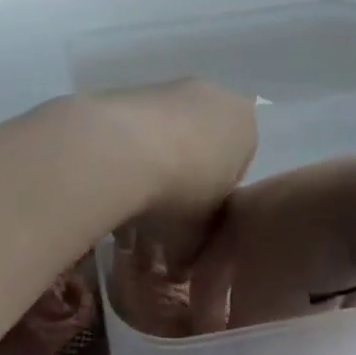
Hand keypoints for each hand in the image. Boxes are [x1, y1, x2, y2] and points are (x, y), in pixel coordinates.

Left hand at [90, 80, 258, 265]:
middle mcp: (213, 97)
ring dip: (152, 167)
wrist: (118, 149)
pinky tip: (110, 180)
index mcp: (245, 125)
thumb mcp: (197, 235)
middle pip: (201, 147)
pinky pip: (135, 128)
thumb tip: (180, 266)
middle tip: (160, 216)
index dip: (214, 201)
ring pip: (166, 136)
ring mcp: (169, 88)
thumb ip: (196, 249)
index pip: (238, 168)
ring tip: (128, 203)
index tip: (192, 222)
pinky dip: (126, 152)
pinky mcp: (129, 89)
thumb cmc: (179, 191)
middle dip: (183, 180)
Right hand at [184, 156, 355, 332]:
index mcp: (231, 215)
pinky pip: (332, 251)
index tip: (215, 343)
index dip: (204, 309)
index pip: (204, 268)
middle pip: (249, 258)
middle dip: (251, 295)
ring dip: (295, 286)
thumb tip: (236, 346)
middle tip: (259, 329)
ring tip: (308, 320)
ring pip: (293, 254)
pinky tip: (347, 298)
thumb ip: (240, 328)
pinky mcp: (351, 203)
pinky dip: (334, 275)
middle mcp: (263, 199)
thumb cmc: (302, 254)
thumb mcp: (261, 304)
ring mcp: (309, 196)